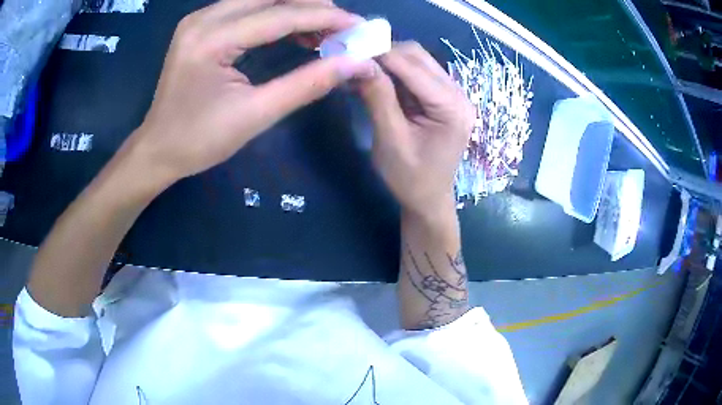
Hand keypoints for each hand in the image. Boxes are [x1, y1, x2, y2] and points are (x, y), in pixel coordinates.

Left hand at [125, 0, 374, 186]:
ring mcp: (199, 19)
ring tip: (324, 29)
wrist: (157, 149)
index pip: (280, 15)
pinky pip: (246, 8)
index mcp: (212, 40)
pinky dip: (276, 14)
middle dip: (313, 6)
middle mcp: (203, 19)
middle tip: (343, 27)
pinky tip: (295, 30)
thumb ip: (306, 84)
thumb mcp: (255, 116)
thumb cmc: (198, 141)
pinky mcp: (200, 25)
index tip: (359, 26)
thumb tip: (354, 63)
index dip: (325, 18)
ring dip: (296, 8)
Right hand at [358, 42, 474, 217]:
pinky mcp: (442, 98)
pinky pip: (416, 74)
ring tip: (359, 72)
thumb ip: (378, 98)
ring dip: (387, 62)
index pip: (413, 66)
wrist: (428, 200)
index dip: (379, 55)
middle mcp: (458, 94)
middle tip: (352, 62)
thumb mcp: (390, 140)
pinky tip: (374, 80)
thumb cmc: (410, 178)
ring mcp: (452, 94)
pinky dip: (393, 73)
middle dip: (383, 55)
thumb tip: (359, 62)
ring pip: (416, 61)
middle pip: (418, 56)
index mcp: (451, 107)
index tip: (347, 51)